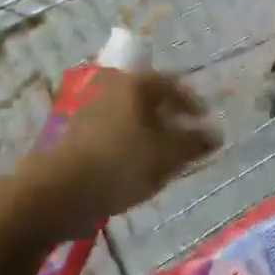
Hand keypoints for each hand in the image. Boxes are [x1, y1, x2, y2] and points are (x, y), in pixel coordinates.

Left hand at [21, 69, 220, 236]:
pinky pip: (115, 131)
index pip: (173, 85)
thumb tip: (216, 134)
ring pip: (131, 115)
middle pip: (150, 98)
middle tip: (185, 137)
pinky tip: (136, 166)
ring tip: (163, 156)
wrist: (58, 191)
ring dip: (149, 131)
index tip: (205, 119)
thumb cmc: (120, 164)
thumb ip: (193, 143)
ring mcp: (91, 108)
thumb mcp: (166, 155)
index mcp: (136, 83)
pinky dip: (130, 142)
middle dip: (170, 117)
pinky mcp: (77, 133)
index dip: (192, 102)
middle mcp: (113, 86)